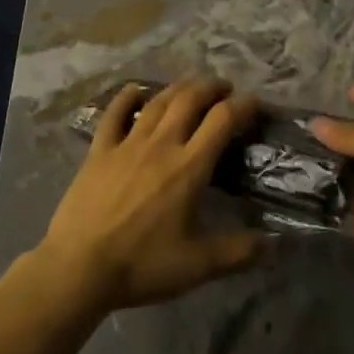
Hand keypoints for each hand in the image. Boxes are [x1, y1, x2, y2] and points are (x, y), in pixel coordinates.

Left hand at [35, 78, 266, 314]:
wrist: (80, 267)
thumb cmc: (142, 265)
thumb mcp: (198, 265)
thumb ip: (238, 252)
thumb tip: (273, 245)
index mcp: (189, 166)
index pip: (223, 120)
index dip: (244, 106)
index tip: (256, 104)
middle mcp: (161, 144)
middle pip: (191, 99)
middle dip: (212, 88)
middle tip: (225, 89)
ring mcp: (128, 143)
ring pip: (158, 101)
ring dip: (179, 88)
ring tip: (192, 86)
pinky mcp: (100, 150)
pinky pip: (115, 113)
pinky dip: (128, 97)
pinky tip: (137, 91)